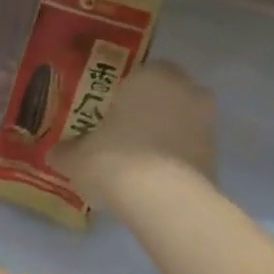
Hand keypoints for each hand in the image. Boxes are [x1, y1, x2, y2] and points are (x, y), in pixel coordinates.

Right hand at [54, 61, 216, 208]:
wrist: (162, 198)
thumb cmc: (114, 161)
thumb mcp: (76, 158)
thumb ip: (66, 151)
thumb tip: (56, 152)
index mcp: (150, 76)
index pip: (138, 75)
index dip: (121, 96)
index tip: (106, 116)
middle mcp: (185, 89)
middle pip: (163, 97)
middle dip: (147, 113)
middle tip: (122, 137)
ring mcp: (206, 122)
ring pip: (180, 123)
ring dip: (164, 137)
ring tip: (139, 163)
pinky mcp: (217, 154)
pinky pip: (189, 150)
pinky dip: (175, 161)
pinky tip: (155, 181)